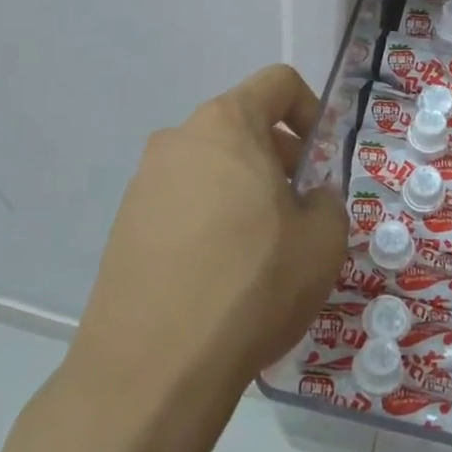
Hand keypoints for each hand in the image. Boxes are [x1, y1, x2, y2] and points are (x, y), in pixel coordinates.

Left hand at [72, 65, 347, 386]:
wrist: (153, 368)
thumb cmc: (253, 284)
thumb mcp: (323, 240)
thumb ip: (327, 201)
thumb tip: (308, 198)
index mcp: (227, 125)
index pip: (278, 83)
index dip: (311, 110)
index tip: (320, 159)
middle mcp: (178, 140)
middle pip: (241, 126)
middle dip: (278, 157)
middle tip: (298, 210)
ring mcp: (143, 184)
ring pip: (211, 167)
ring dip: (244, 190)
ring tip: (261, 249)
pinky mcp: (124, 227)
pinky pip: (182, 203)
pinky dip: (210, 219)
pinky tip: (221, 274)